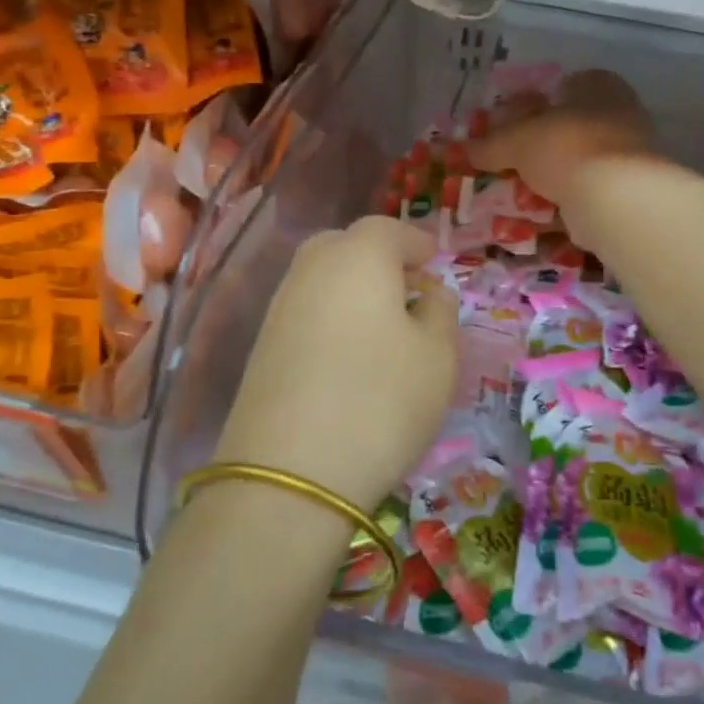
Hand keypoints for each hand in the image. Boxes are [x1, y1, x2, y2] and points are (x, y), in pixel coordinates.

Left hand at [215, 215, 457, 511]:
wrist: (289, 474)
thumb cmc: (382, 400)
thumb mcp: (438, 356)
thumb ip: (441, 313)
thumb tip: (429, 294)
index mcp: (358, 257)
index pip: (388, 229)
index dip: (415, 242)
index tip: (435, 263)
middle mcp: (312, 269)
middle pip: (346, 245)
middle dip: (379, 259)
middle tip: (408, 290)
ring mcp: (280, 307)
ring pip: (322, 278)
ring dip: (354, 289)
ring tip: (384, 326)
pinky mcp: (262, 346)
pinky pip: (306, 311)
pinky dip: (331, 316)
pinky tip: (349, 354)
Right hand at [469, 69, 655, 212]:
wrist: (616, 197)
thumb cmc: (566, 146)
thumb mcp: (516, 140)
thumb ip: (490, 144)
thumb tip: (461, 149)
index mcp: (599, 86)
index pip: (564, 87)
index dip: (534, 105)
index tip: (509, 127)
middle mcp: (620, 114)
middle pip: (570, 129)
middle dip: (540, 148)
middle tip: (509, 165)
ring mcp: (629, 156)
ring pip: (579, 165)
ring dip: (552, 180)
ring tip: (519, 195)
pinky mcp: (629, 193)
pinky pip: (588, 196)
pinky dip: (566, 206)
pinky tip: (540, 218)